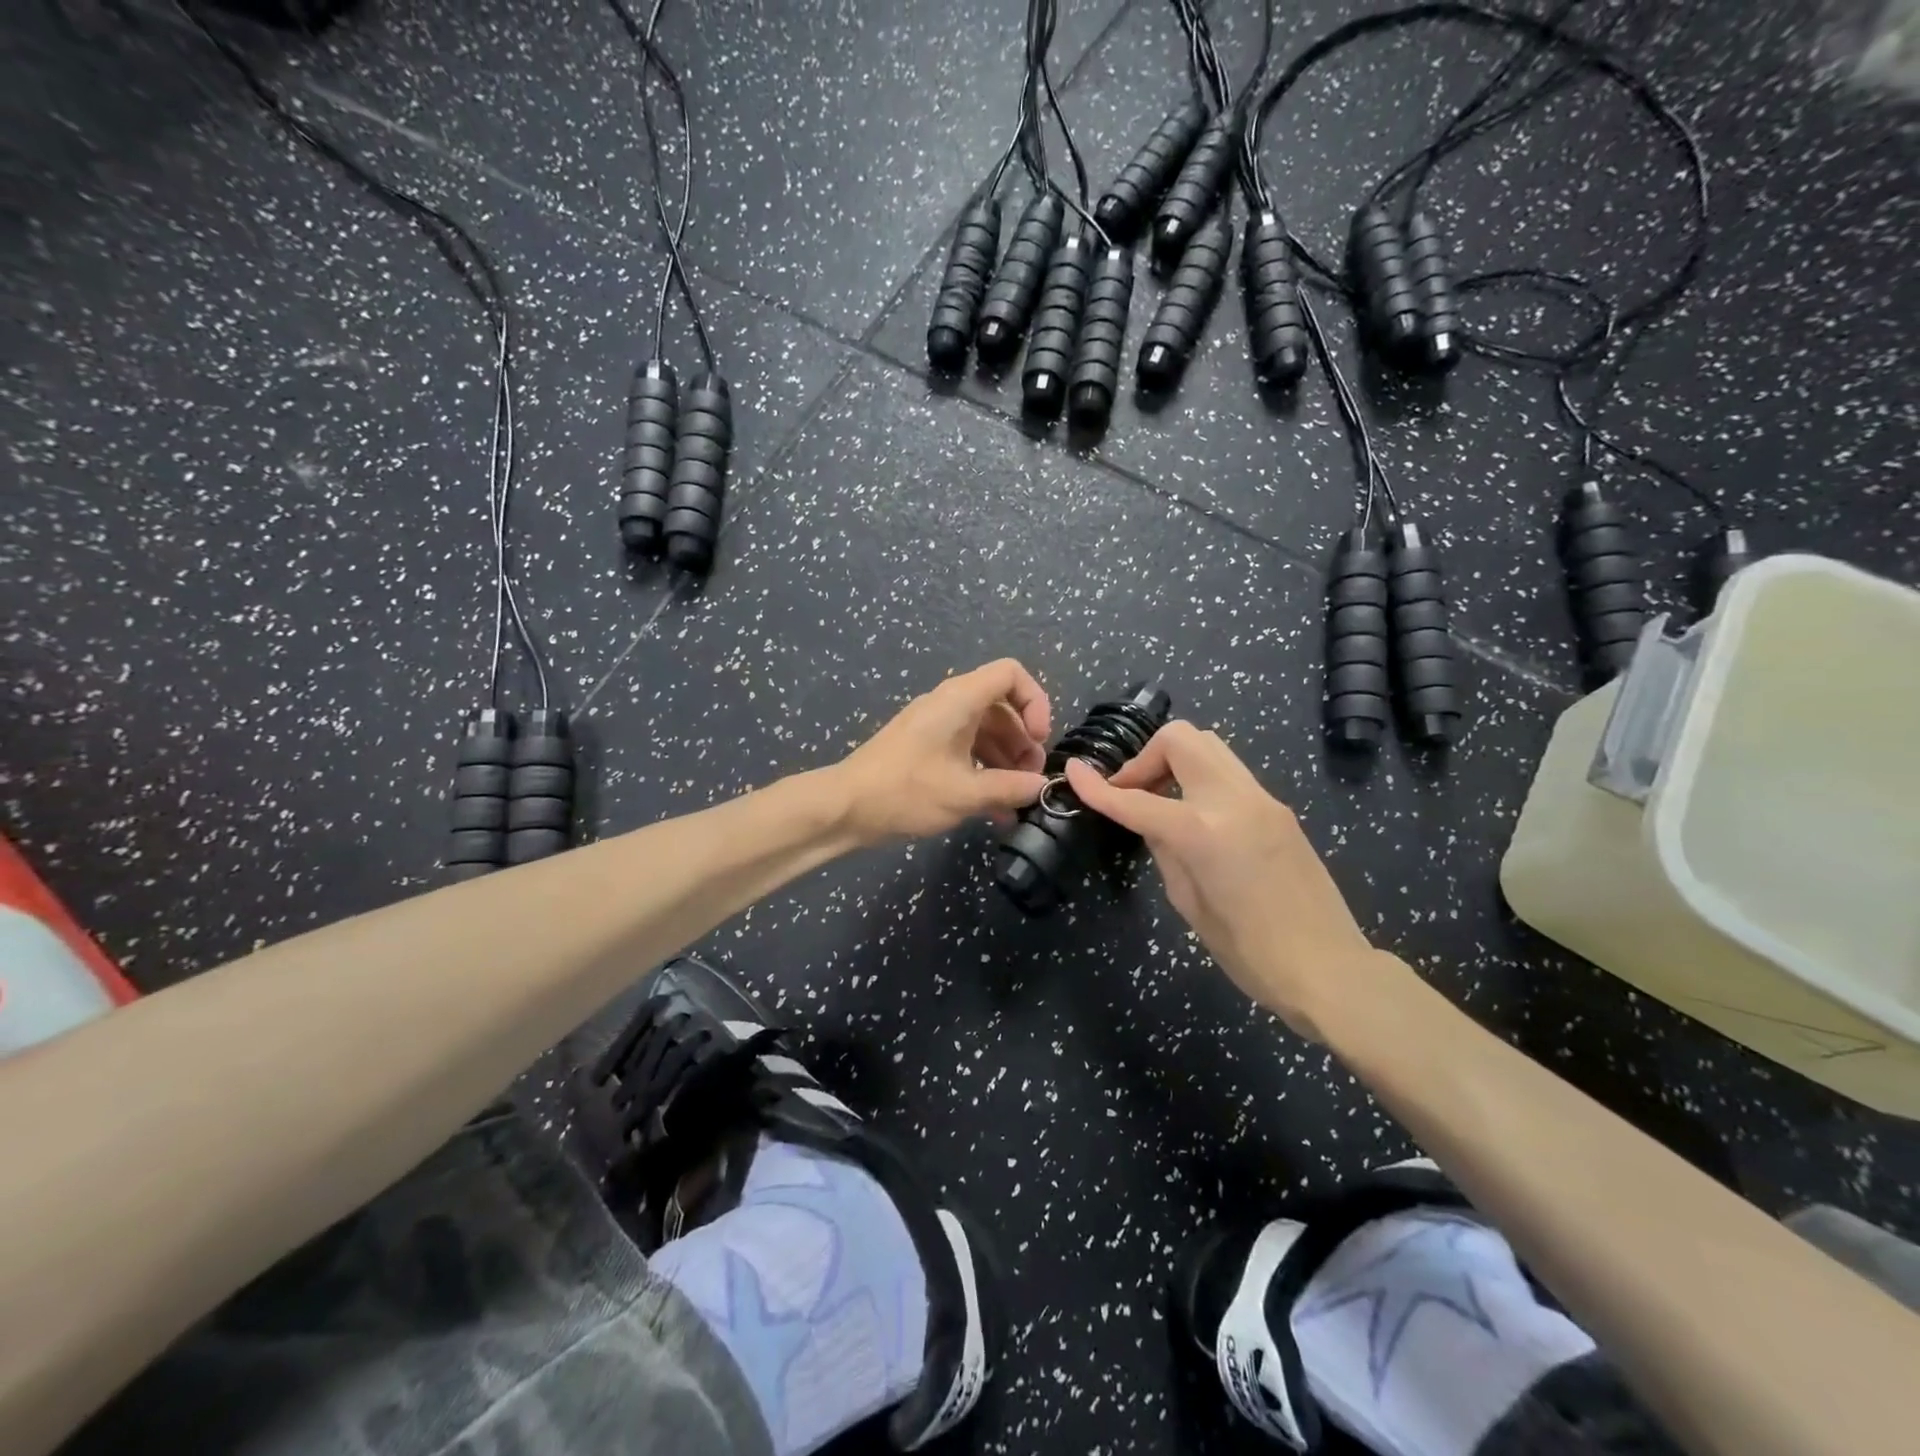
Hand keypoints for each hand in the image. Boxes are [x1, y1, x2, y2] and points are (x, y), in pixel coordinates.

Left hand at [832, 659, 1051, 843]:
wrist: (846, 807)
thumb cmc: (906, 791)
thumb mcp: (964, 793)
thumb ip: (1009, 788)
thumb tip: (1041, 787)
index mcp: (959, 699)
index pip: (1010, 674)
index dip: (1035, 701)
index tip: (1040, 739)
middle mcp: (949, 705)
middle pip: (1002, 707)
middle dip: (1023, 741)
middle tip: (1031, 778)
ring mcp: (936, 727)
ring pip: (985, 732)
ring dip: (1006, 761)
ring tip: (1017, 799)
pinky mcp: (926, 749)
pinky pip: (966, 750)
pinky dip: (984, 772)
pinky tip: (995, 810)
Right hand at [1064, 723, 1380, 1034]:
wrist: (1330, 968)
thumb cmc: (1250, 952)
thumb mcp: (1189, 903)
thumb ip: (1164, 849)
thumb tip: (1151, 821)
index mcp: (1204, 831)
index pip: (1137, 800)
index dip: (1098, 788)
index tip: (1073, 773)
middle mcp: (1234, 800)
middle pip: (1180, 738)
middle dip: (1145, 758)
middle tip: (1133, 793)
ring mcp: (1262, 799)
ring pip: (1209, 745)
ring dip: (1174, 761)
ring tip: (1161, 800)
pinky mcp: (1278, 808)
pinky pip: (1229, 771)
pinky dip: (1200, 777)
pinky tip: (1194, 816)